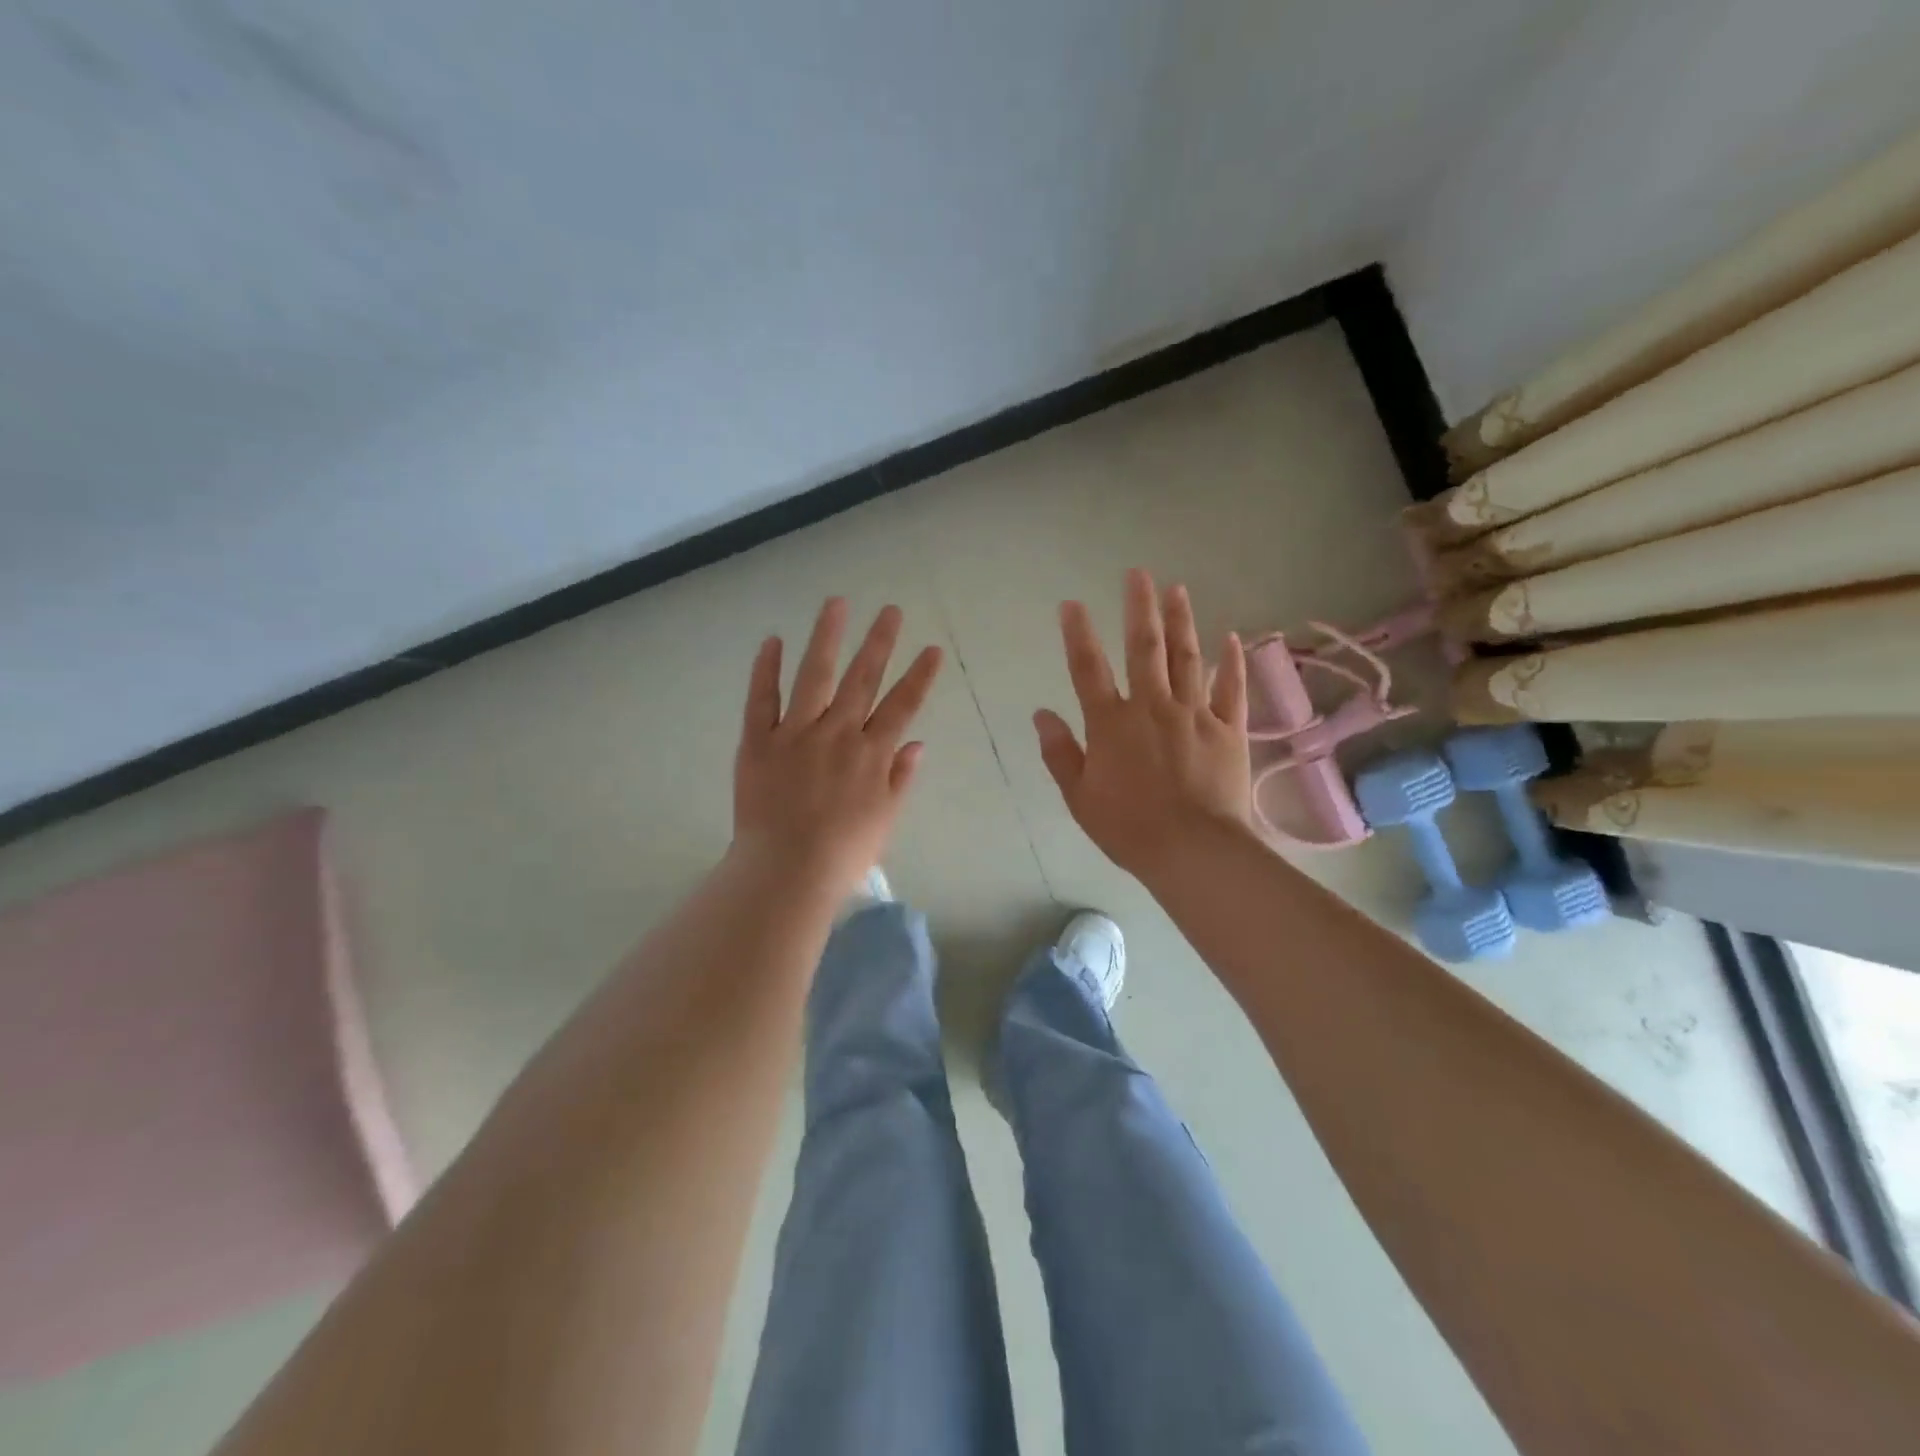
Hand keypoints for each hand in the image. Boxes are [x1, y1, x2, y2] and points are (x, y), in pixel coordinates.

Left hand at [732, 598, 943, 891]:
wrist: (786, 872)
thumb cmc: (842, 854)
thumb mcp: (885, 820)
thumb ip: (900, 778)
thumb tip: (917, 744)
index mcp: (871, 754)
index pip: (902, 706)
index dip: (919, 676)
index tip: (931, 649)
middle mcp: (837, 734)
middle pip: (863, 679)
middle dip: (880, 642)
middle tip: (891, 610)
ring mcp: (795, 734)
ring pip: (815, 676)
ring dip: (827, 637)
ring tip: (837, 603)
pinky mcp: (758, 741)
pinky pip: (761, 699)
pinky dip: (766, 669)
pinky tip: (773, 640)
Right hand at [1035, 569, 1253, 881]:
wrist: (1192, 850)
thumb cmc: (1127, 827)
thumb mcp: (1079, 796)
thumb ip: (1059, 752)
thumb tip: (1041, 714)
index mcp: (1111, 723)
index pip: (1088, 669)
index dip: (1078, 634)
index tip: (1072, 604)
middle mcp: (1151, 707)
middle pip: (1143, 648)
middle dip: (1139, 608)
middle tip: (1138, 573)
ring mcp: (1194, 714)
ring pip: (1187, 658)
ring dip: (1181, 621)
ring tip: (1177, 589)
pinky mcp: (1228, 730)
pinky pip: (1230, 689)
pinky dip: (1231, 662)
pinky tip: (1231, 638)